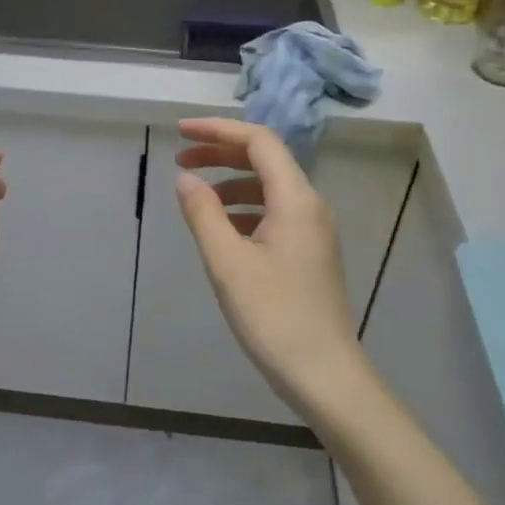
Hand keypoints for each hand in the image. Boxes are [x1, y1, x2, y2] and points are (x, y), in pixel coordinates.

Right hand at [173, 117, 369, 417]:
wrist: (324, 374)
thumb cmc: (274, 316)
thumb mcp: (228, 263)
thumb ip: (203, 214)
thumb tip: (186, 178)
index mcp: (295, 199)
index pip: (259, 141)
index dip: (218, 130)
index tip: (180, 133)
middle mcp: (310, 206)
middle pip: (266, 160)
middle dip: (222, 152)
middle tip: (181, 159)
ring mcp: (313, 231)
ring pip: (269, 188)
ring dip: (231, 181)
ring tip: (195, 194)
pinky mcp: (309, 254)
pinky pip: (274, 213)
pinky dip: (243, 208)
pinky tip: (221, 228)